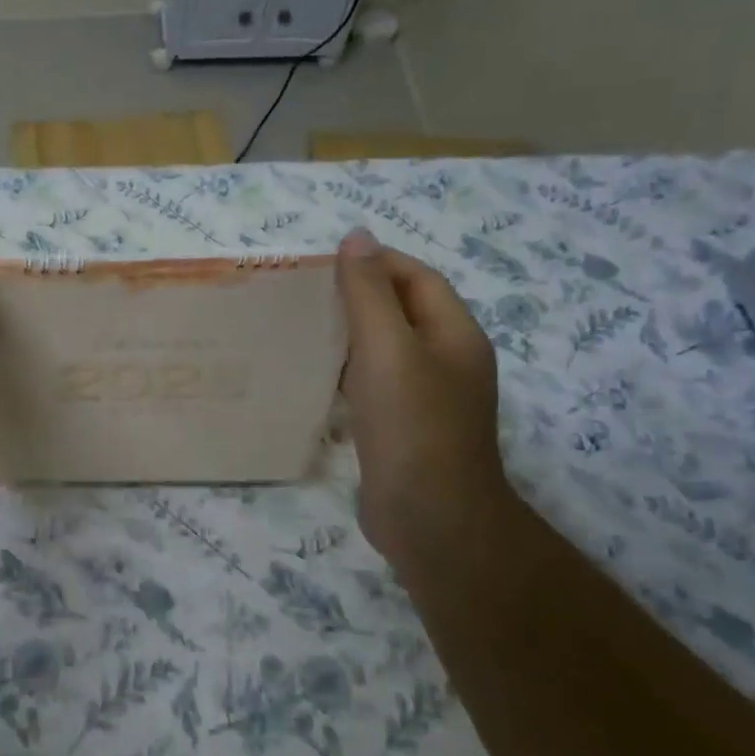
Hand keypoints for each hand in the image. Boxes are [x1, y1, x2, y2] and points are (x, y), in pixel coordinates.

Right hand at [336, 227, 516, 564]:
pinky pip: (374, 385)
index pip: (417, 278)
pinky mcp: (403, 429)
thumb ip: (369, 293)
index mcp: (454, 334)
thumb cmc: (412, 424)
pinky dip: (346, 374)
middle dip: (357, 297)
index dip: (376, 262)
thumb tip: (357, 237)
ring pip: (385, 350)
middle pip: (401, 312)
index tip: (324, 263)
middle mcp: (446, 361)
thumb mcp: (387, 348)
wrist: (431, 518)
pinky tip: (314, 378)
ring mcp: (427, 398)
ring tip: (300, 329)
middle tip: (304, 295)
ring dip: (349, 336)